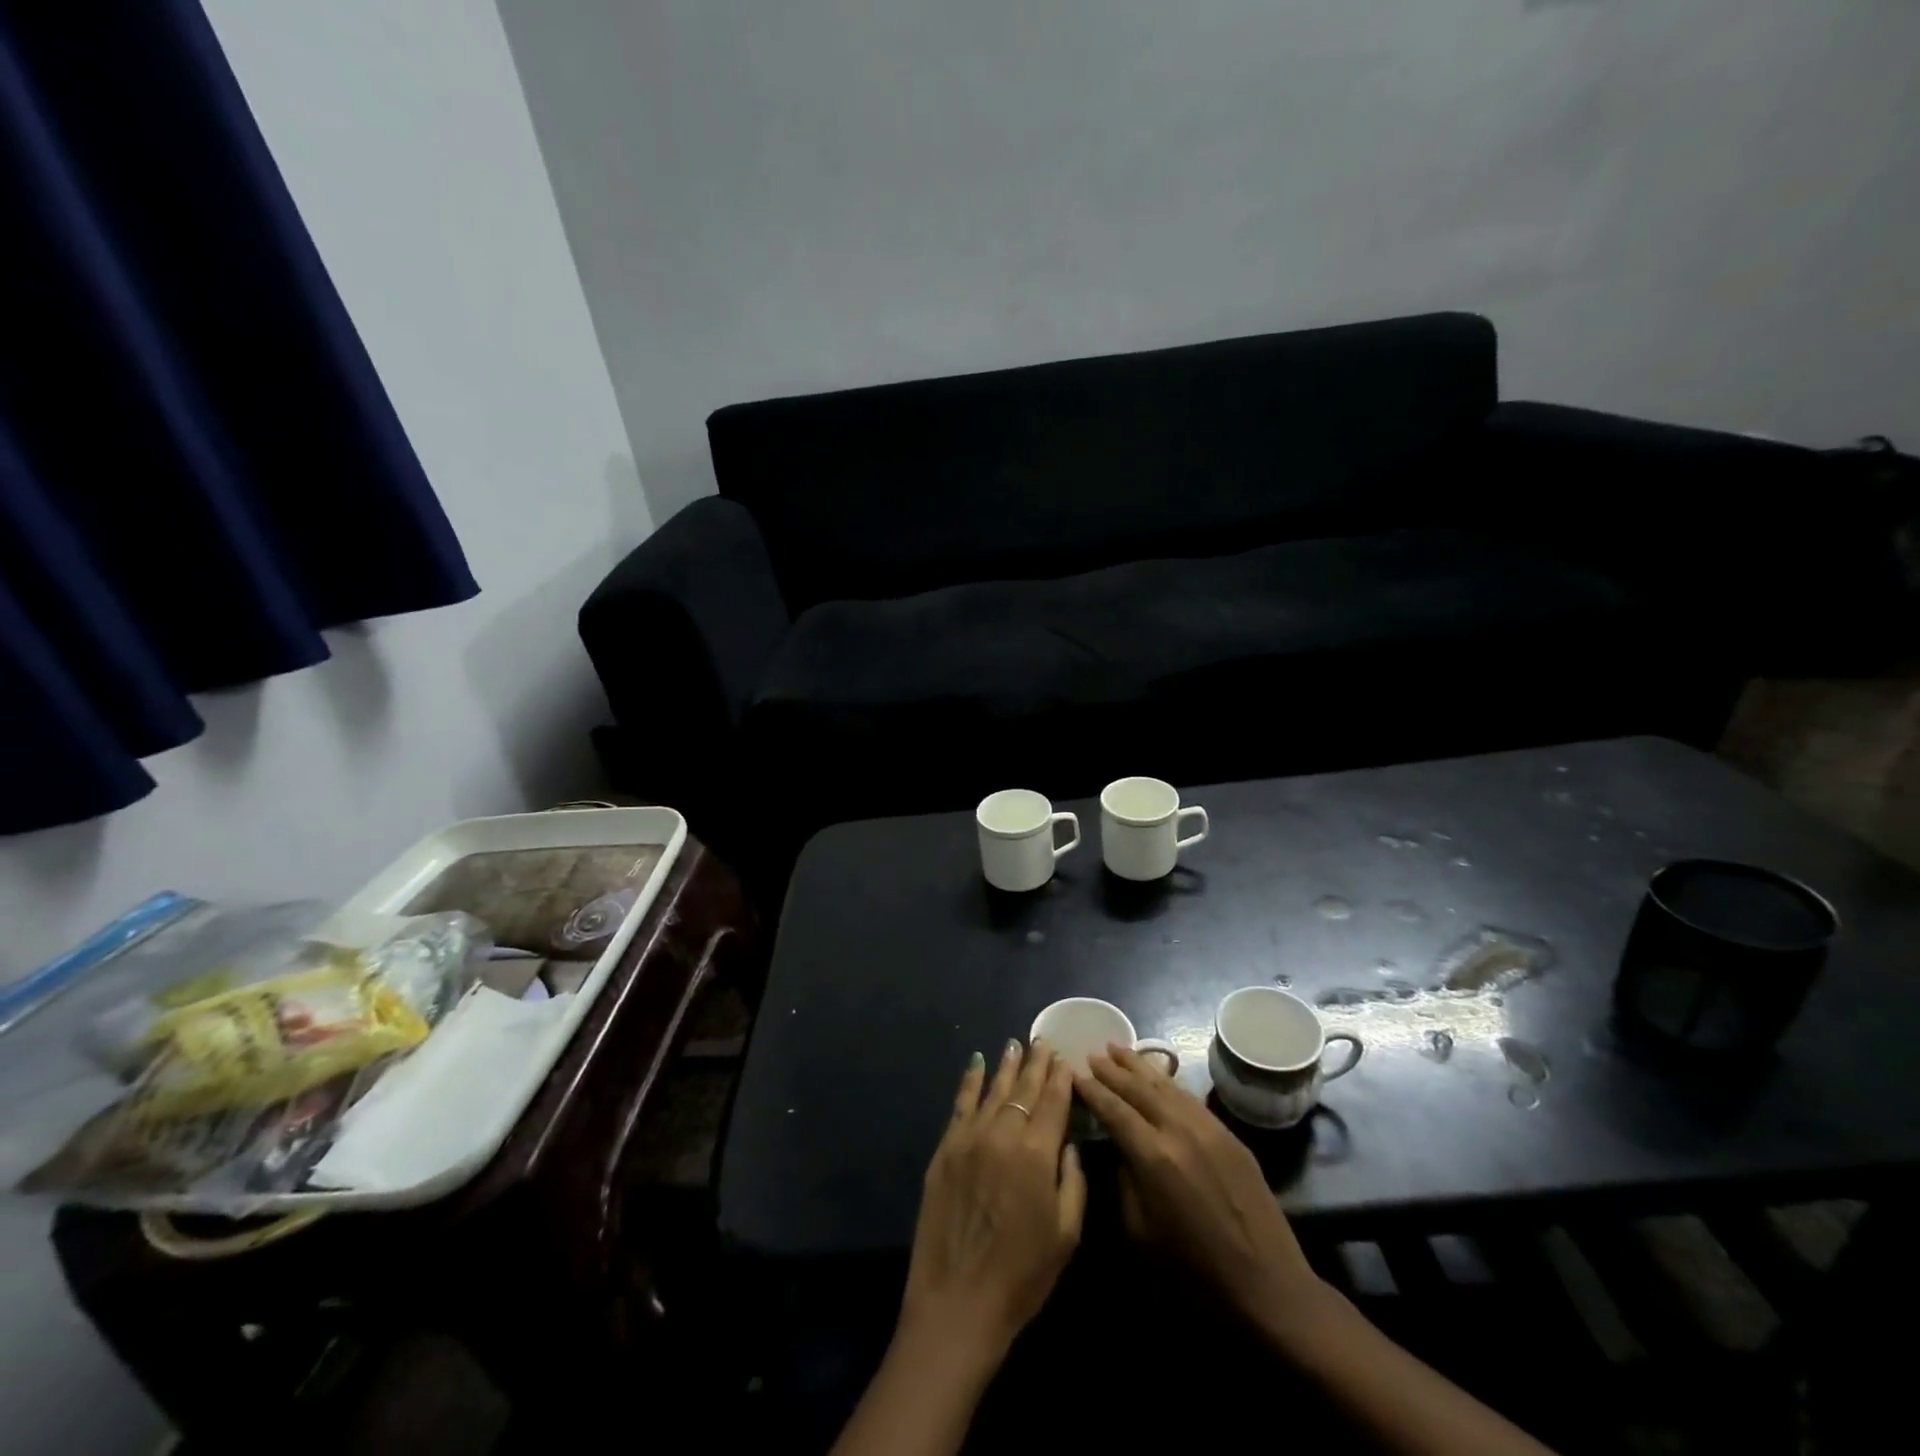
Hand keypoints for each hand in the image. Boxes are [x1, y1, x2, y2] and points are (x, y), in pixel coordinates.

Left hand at [900, 1040, 1086, 1362]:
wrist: (958, 1302)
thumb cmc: (1022, 1276)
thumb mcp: (1066, 1235)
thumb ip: (1073, 1181)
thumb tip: (1068, 1142)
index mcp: (1037, 1154)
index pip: (1052, 1102)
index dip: (1060, 1078)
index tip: (1065, 1057)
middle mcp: (1003, 1134)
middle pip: (1023, 1089)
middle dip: (1036, 1064)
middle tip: (1043, 1042)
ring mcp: (970, 1138)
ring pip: (993, 1090)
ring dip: (1006, 1066)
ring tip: (1016, 1045)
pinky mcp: (945, 1148)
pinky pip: (961, 1104)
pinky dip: (970, 1080)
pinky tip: (976, 1063)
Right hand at [1075, 1044, 1323, 1336]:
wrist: (1269, 1287)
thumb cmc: (1196, 1273)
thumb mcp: (1141, 1234)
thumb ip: (1125, 1182)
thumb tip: (1121, 1151)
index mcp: (1154, 1157)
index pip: (1114, 1110)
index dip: (1092, 1090)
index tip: (1074, 1074)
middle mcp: (1180, 1130)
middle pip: (1139, 1088)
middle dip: (1113, 1069)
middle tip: (1092, 1053)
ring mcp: (1209, 1129)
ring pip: (1167, 1085)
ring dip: (1140, 1066)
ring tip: (1119, 1049)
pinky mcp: (1230, 1135)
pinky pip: (1190, 1098)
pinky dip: (1169, 1082)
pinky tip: (1158, 1075)